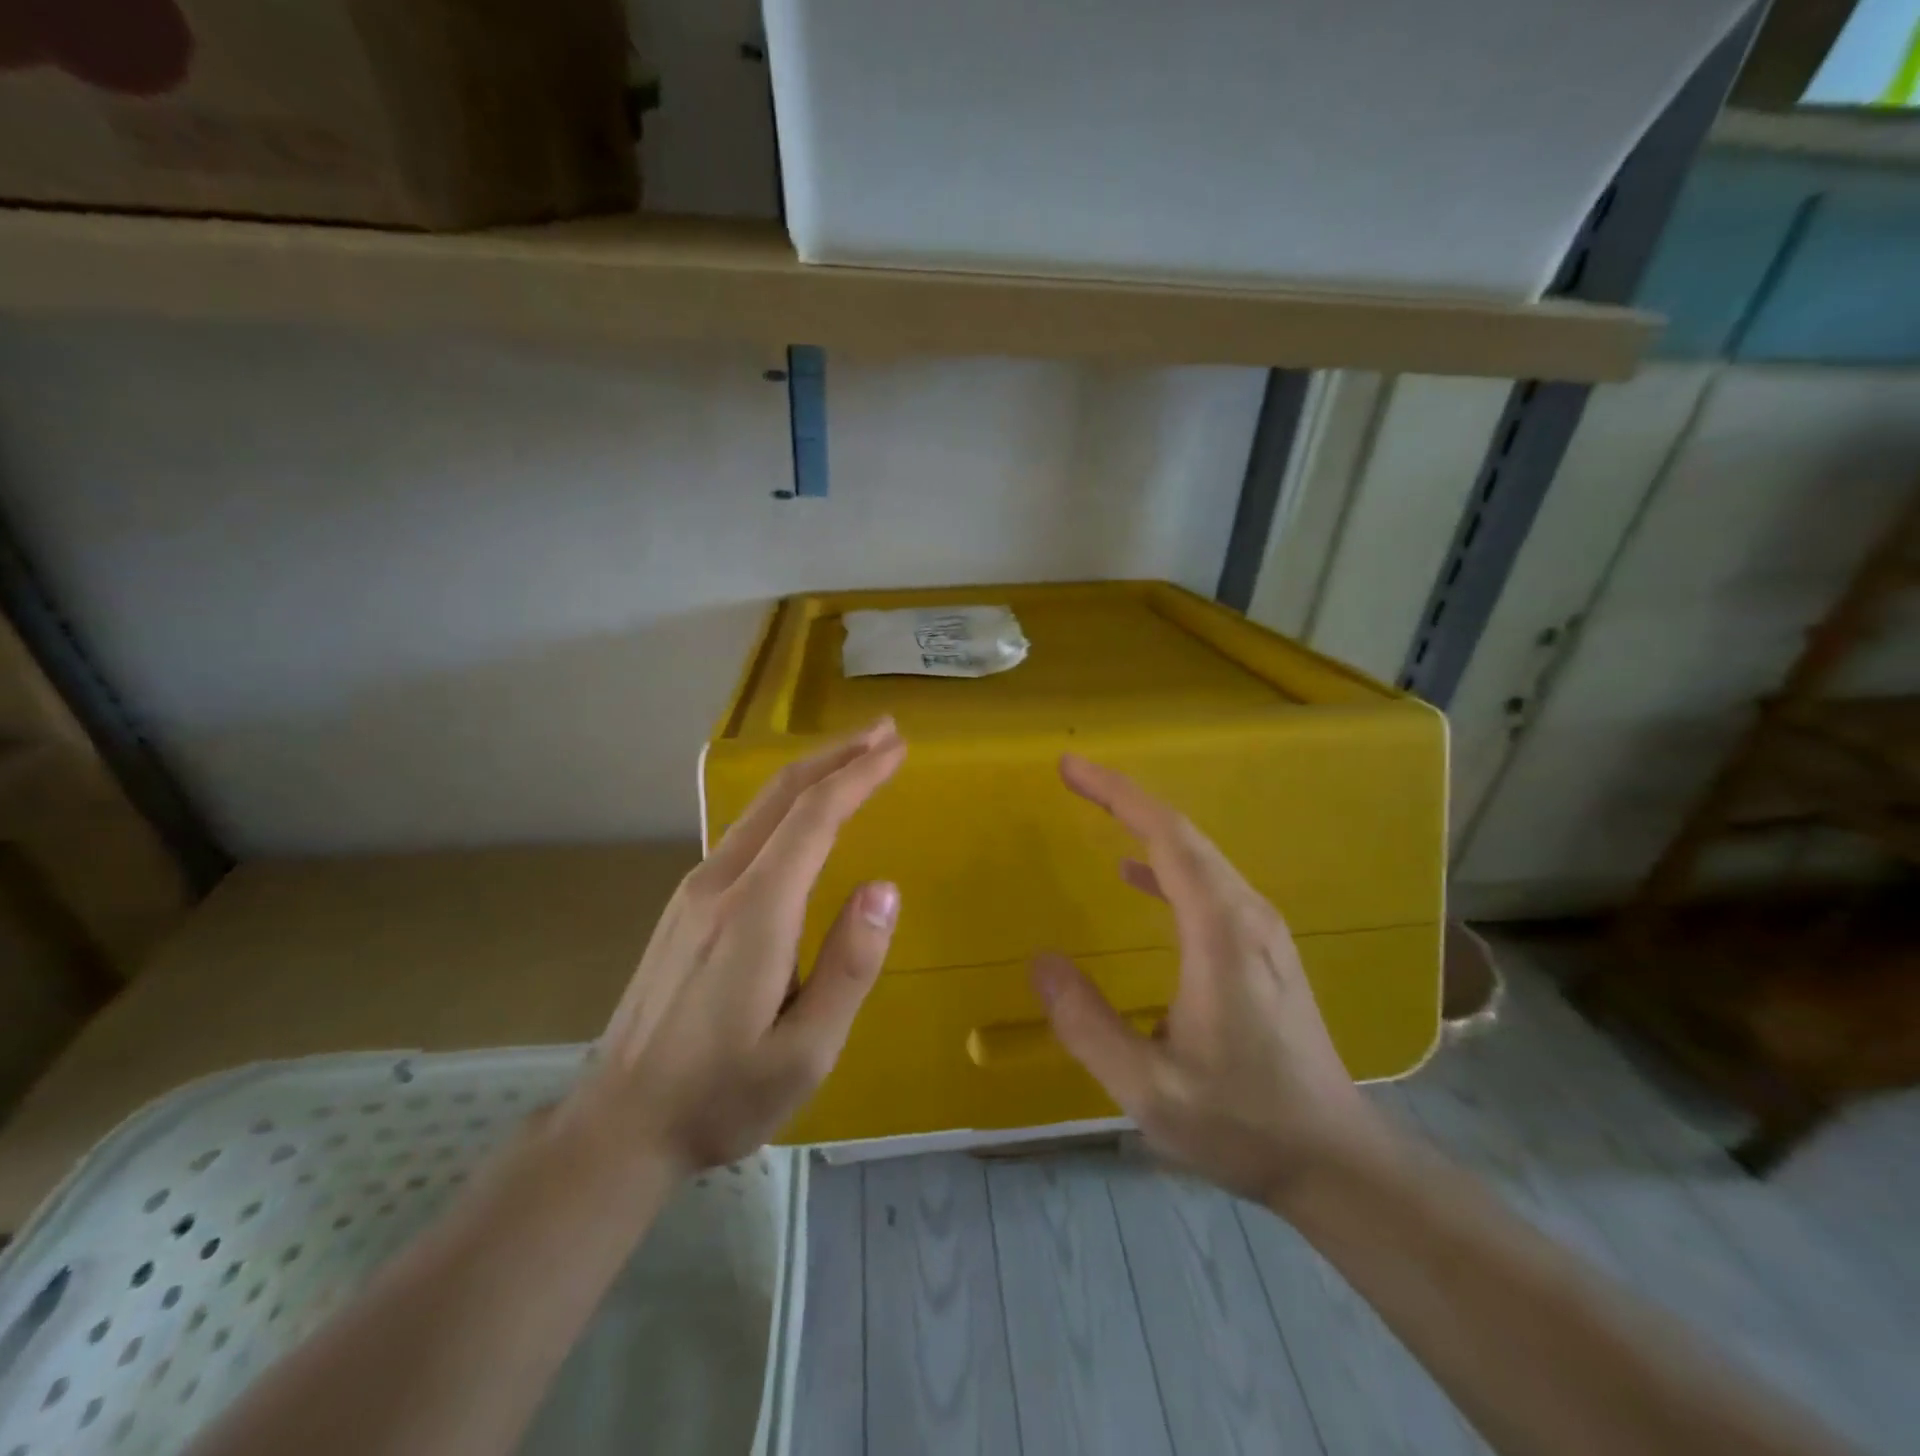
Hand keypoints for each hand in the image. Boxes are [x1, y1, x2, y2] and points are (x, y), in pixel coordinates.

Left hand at [567, 718, 905, 1177]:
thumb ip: (849, 967)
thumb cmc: (723, 1095)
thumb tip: (884, 888)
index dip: (858, 775)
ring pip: (759, 809)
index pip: (814, 817)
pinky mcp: (685, 905)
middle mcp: (720, 884)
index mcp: (755, 913)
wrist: (621, 1122)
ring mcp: (694, 891)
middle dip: (836, 755)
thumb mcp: (805, 1052)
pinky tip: (804, 811)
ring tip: (855, 758)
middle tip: (885, 731)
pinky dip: (786, 804)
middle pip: (782, 795)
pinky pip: (745, 832)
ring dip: (812, 774)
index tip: (897, 747)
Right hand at [1033, 754, 1390, 1204]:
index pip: (1167, 837)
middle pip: (1183, 834)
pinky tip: (1135, 875)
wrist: (1336, 1159)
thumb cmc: (1244, 1122)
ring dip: (1145, 824)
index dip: (1117, 794)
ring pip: (1199, 855)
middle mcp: (1247, 915)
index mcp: (1221, 932)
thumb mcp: (1150, 1088)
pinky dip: (1166, 863)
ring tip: (1097, 810)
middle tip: (1073, 778)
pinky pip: (1208, 883)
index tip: (1071, 769)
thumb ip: (1088, 1025)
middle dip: (1125, 798)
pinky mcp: (1263, 948)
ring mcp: (1261, 930)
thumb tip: (1041, 963)